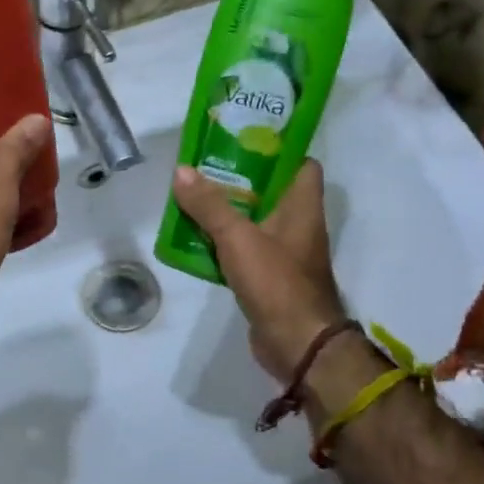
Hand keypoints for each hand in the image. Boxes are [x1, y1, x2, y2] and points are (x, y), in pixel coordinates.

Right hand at [171, 160, 351, 384]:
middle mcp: (298, 223)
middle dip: (239, 177)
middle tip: (205, 165)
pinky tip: (195, 236)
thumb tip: (181, 171)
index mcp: (302, 206)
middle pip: (270, 189)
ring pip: (254, 219)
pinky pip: (245, 247)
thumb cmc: (277, 282)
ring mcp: (285, 252)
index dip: (278, 148)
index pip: (301, 163)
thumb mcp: (238, 237)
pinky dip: (224, 241)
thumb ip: (209, 205)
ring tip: (193, 195)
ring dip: (227, 210)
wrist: (298, 345)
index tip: (244, 139)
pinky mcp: (270, 276)